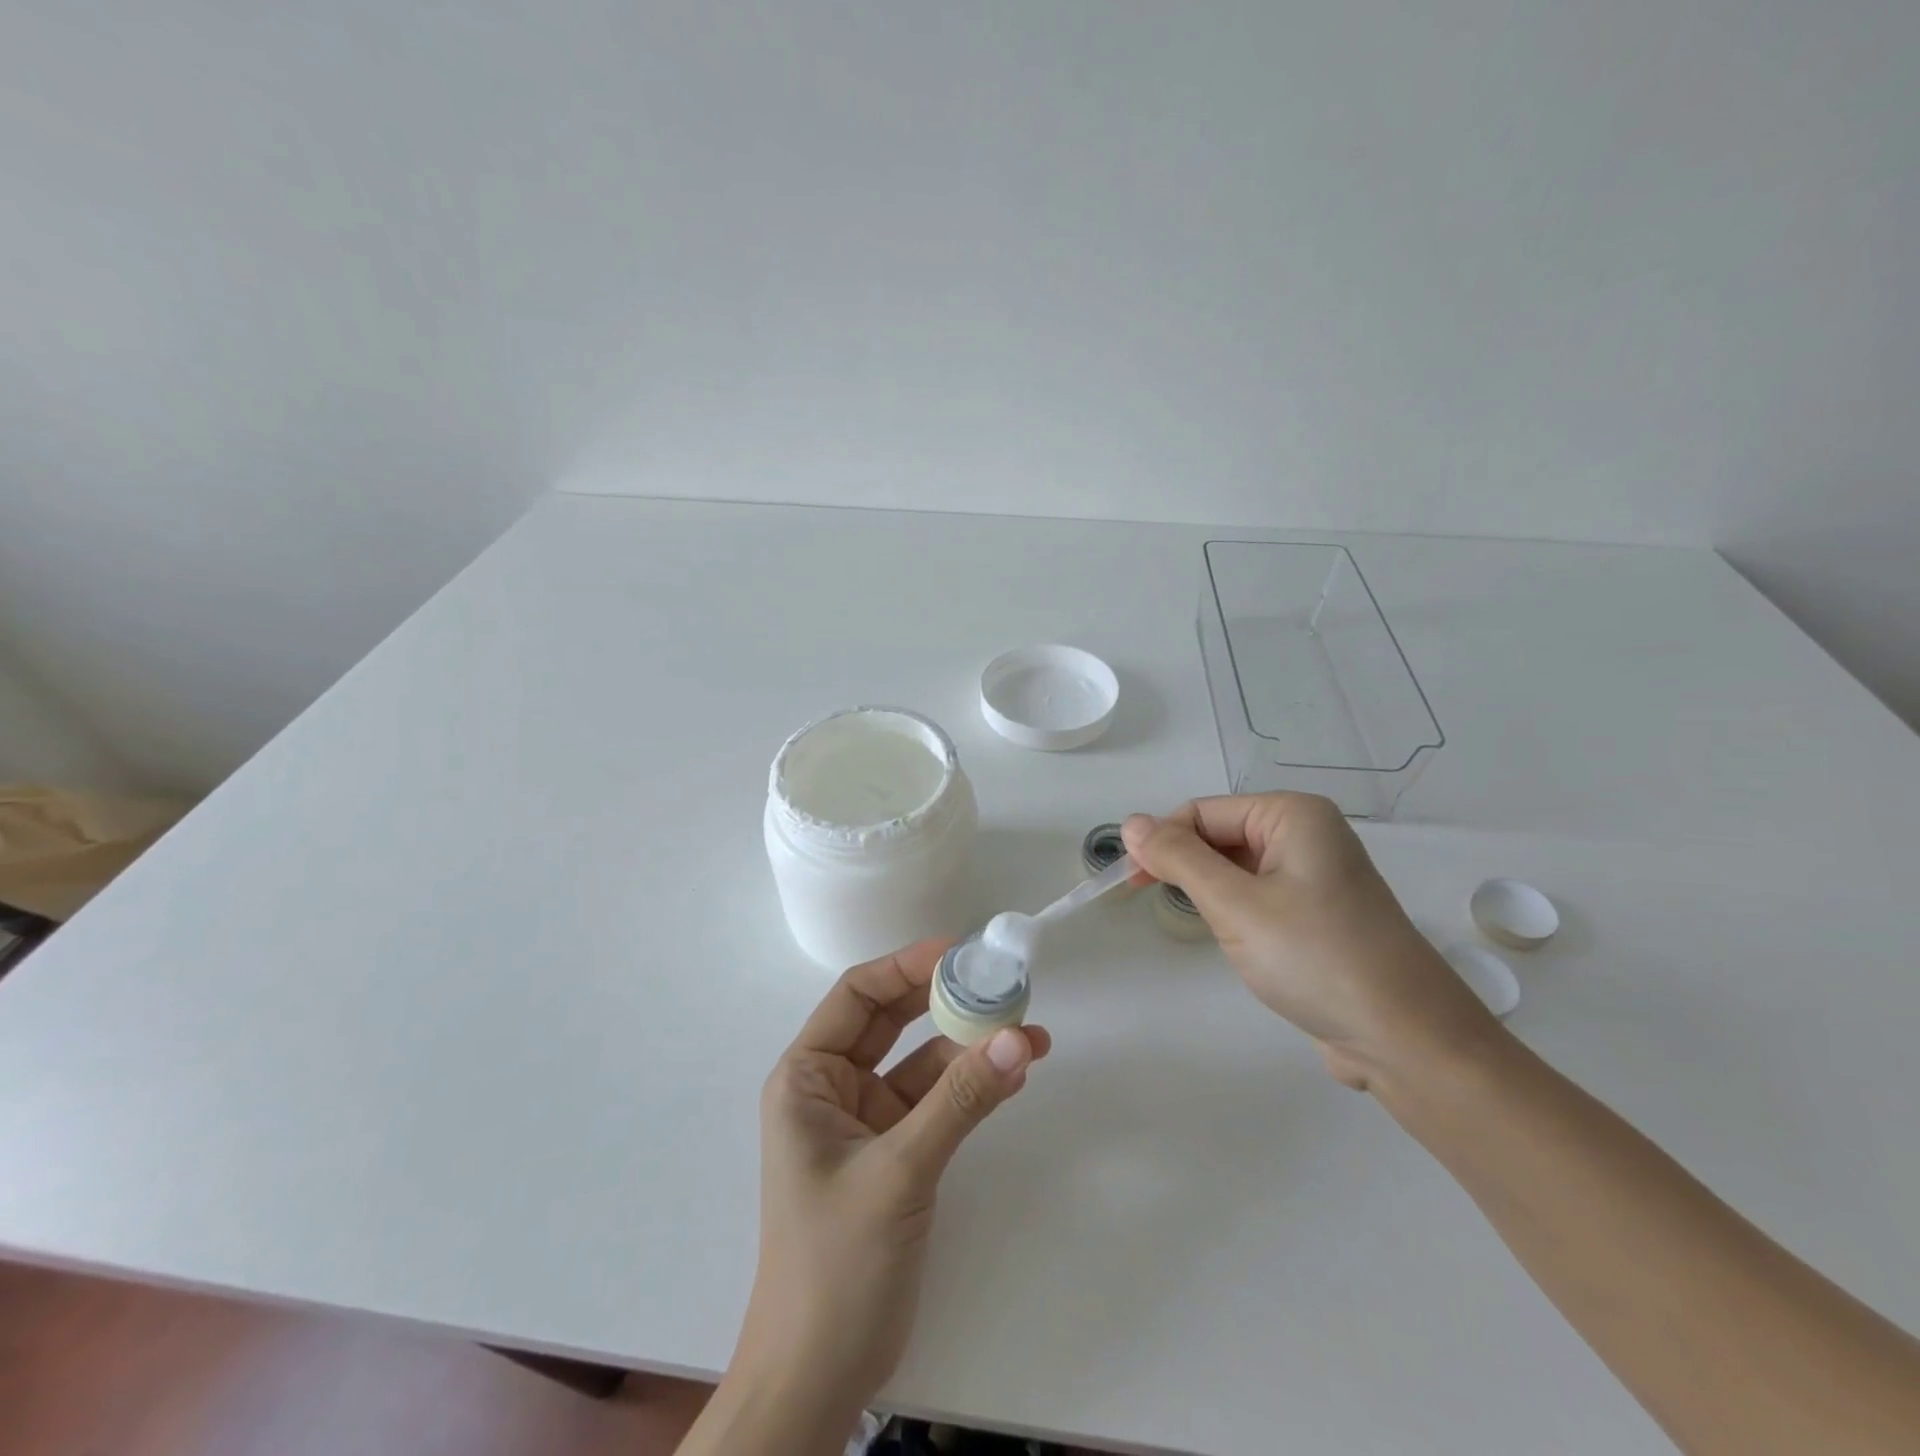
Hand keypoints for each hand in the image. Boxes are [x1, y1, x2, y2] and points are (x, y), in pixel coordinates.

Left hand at [734, 939, 1050, 1421]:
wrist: (818, 1380)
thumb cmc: (835, 1265)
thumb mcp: (899, 1172)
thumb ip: (960, 1101)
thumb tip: (1018, 1036)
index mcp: (807, 1077)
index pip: (856, 996)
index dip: (906, 966)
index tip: (959, 951)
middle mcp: (834, 1088)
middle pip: (892, 1022)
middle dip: (945, 1001)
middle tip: (1001, 982)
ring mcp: (867, 1122)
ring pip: (922, 1063)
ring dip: (970, 1047)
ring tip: (1028, 1031)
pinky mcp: (895, 1154)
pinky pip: (937, 1103)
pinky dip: (972, 1087)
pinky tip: (1013, 1072)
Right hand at [1123, 793, 1497, 1088]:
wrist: (1408, 1040)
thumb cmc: (1315, 959)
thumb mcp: (1235, 905)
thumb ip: (1178, 859)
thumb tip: (1131, 823)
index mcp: (1293, 815)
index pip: (1203, 812)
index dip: (1163, 842)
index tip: (1131, 884)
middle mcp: (1308, 834)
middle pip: (1220, 835)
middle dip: (1185, 866)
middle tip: (1152, 905)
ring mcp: (1318, 874)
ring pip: (1236, 867)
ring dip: (1209, 891)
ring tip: (1207, 928)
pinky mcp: (1320, 912)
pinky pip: (1259, 894)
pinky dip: (1235, 911)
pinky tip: (1236, 940)